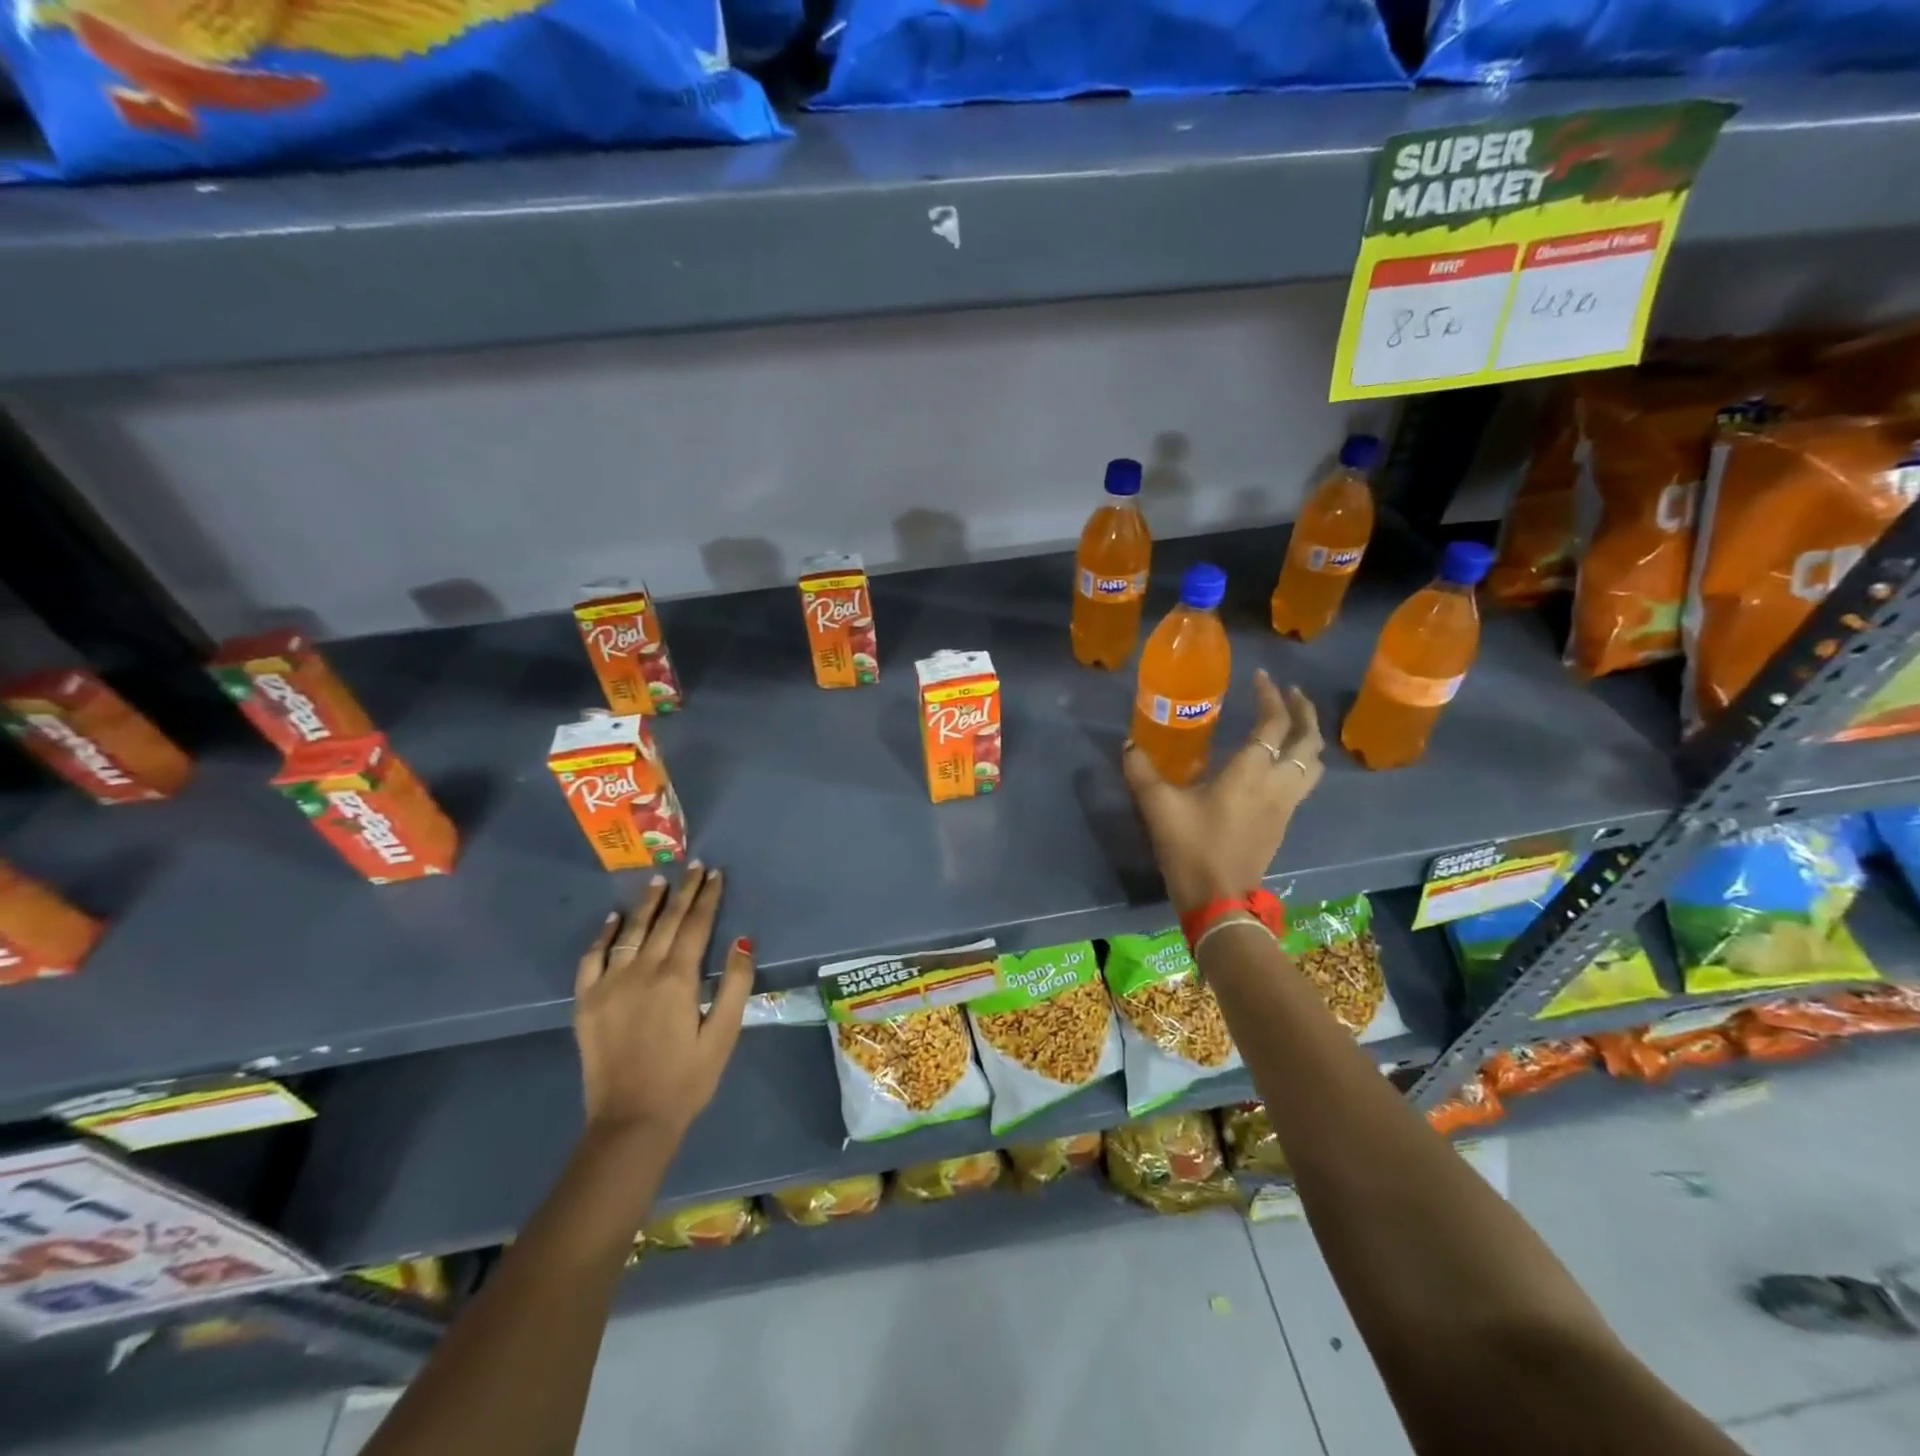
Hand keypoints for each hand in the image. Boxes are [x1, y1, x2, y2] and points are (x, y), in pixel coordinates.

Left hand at [573, 865, 752, 1141]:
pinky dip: (603, 935)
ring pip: (630, 932)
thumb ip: (734, 984)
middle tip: (693, 867)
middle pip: (666, 921)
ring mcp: (609, 984)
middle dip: (683, 892)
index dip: (707, 897)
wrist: (631, 1122)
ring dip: (647, 904)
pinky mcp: (586, 1002)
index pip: (696, 925)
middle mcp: (641, 971)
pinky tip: (613, 919)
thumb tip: (742, 940)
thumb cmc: (687, 1079)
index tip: (715, 874)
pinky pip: (592, 958)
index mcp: (678, 978)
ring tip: (659, 881)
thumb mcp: (724, 1034)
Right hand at [1122, 671, 1324, 914]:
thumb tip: (1129, 745)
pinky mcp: (1283, 824)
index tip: (1261, 678)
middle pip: (1308, 741)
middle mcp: (1277, 784)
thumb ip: (1142, 771)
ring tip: (1293, 725)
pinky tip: (1279, 765)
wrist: (1218, 900)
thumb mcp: (1158, 806)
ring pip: (1314, 764)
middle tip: (1291, 693)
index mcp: (1250, 773)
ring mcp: (1285, 807)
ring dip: (1308, 738)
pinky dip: (1301, 763)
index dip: (1271, 697)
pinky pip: (1304, 784)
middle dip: (1303, 712)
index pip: (1273, 724)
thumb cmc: (1191, 848)